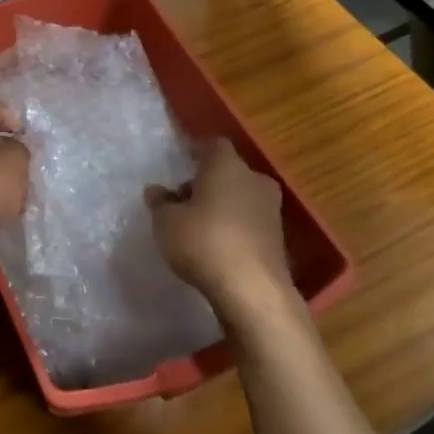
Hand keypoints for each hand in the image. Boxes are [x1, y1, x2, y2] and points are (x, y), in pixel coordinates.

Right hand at [147, 138, 293, 320]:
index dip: (196, 151)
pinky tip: (216, 245)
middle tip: (182, 200)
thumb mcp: (166, 222)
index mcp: (227, 166)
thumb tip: (156, 190)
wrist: (252, 289)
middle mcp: (254, 179)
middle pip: (228, 171)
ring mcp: (270, 208)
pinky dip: (233, 227)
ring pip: (240, 196)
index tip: (180, 162)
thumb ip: (160, 203)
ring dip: (221, 205)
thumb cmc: (203, 242)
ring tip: (196, 226)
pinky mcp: (277, 237)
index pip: (212, 145)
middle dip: (206, 182)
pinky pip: (249, 221)